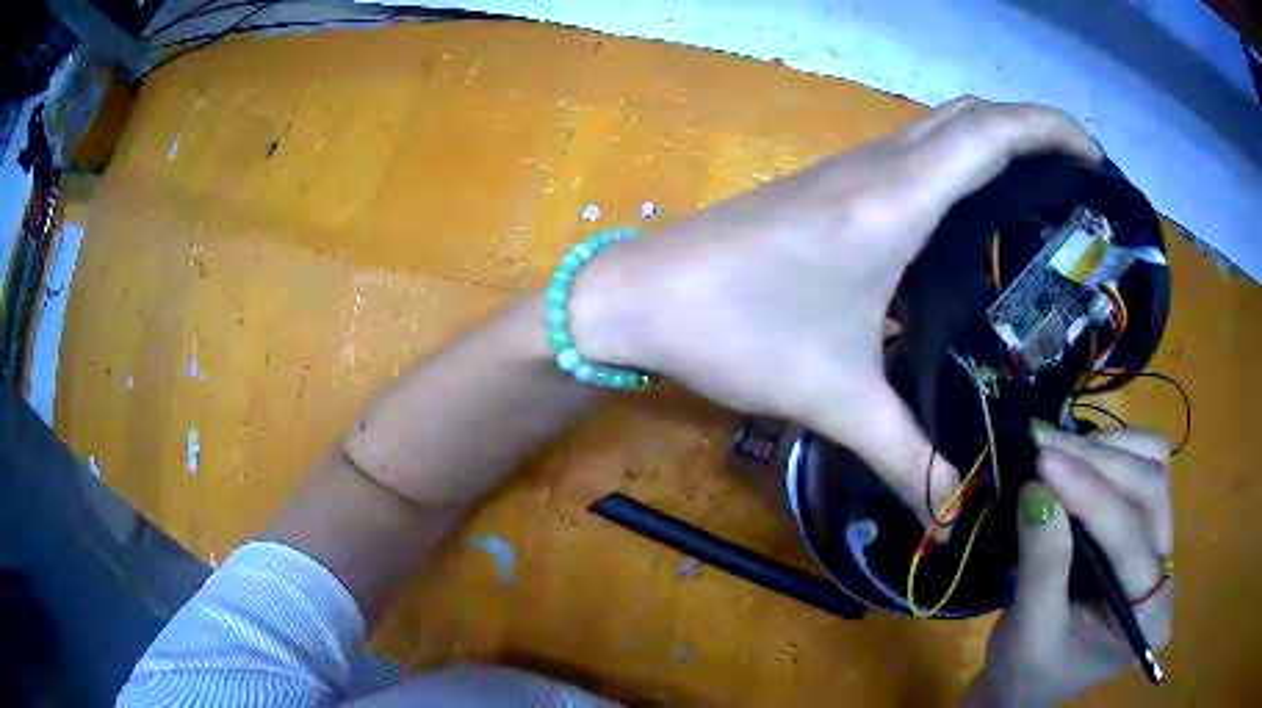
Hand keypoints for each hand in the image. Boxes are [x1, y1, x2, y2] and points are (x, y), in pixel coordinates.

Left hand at [570, 97, 1101, 522]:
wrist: (638, 296)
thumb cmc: (731, 331)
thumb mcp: (833, 399)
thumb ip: (904, 457)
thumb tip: (957, 511)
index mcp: (893, 201)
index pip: (992, 133)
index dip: (1052, 129)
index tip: (1096, 159)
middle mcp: (878, 168)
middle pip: (973, 117)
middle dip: (1035, 129)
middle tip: (1081, 178)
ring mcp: (851, 170)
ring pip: (941, 128)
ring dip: (997, 140)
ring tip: (1045, 191)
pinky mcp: (830, 186)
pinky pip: (913, 153)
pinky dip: (959, 160)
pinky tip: (974, 213)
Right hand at [971, 426, 1173, 705]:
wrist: (1030, 682)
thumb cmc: (1028, 673)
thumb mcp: (1029, 635)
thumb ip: (1042, 566)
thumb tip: (1036, 489)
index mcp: (1147, 617)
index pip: (1130, 540)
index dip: (1091, 496)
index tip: (1043, 462)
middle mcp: (1165, 573)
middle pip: (1150, 490)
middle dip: (1098, 463)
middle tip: (1043, 446)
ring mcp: (1159, 545)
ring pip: (1152, 468)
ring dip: (1105, 450)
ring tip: (1055, 448)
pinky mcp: (1145, 527)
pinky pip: (1142, 467)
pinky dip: (1109, 451)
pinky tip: (1076, 457)